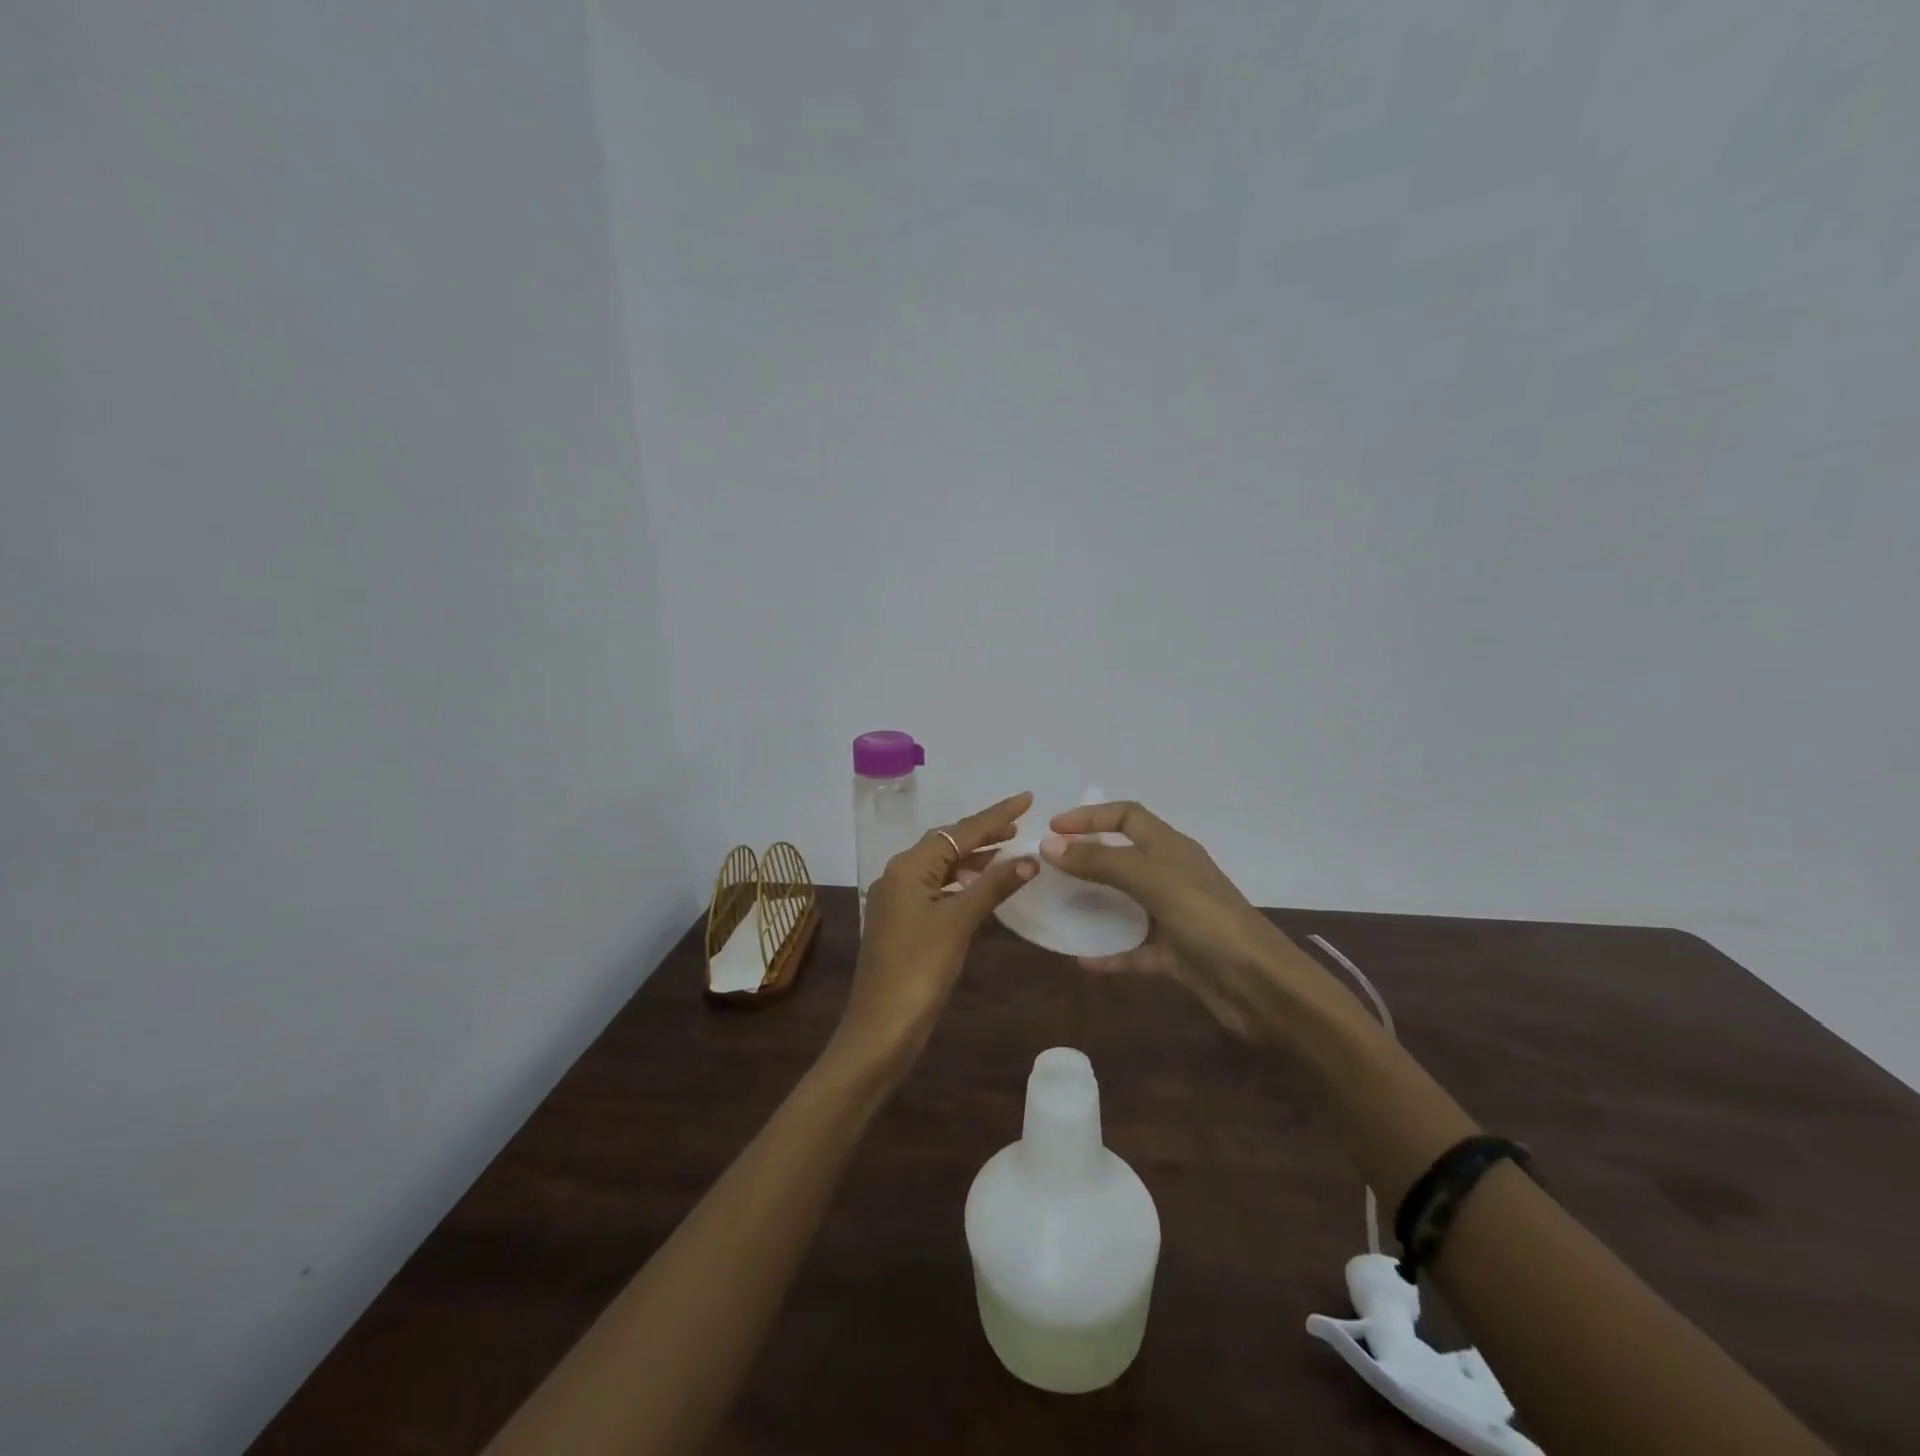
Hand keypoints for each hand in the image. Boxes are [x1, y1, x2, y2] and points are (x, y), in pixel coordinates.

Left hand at [835, 792, 1037, 1069]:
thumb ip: (993, 886)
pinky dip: (963, 883)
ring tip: (1010, 852)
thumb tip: (1029, 859)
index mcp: (907, 868)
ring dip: (975, 858)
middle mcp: (899, 876)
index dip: (995, 815)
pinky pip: (938, 889)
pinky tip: (983, 887)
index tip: (1027, 799)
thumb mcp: (959, 923)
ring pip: (942, 867)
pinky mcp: (903, 923)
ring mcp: (899, 901)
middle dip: (984, 833)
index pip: (958, 832)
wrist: (881, 1029)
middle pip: (947, 844)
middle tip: (1021, 824)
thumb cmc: (919, 970)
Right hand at [1040, 801, 1345, 1041]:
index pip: (1127, 815)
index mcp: (1171, 847)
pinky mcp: (1176, 954)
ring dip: (1094, 904)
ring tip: (1057, 907)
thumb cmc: (1207, 919)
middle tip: (1048, 868)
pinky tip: (1082, 961)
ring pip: (1126, 902)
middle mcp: (1172, 875)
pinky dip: (1110, 953)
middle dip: (1087, 858)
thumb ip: (1100, 862)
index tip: (1053, 830)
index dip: (1090, 816)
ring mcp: (1175, 915)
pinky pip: (1134, 949)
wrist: (1261, 986)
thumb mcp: (1151, 881)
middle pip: (1123, 856)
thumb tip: (1050, 845)